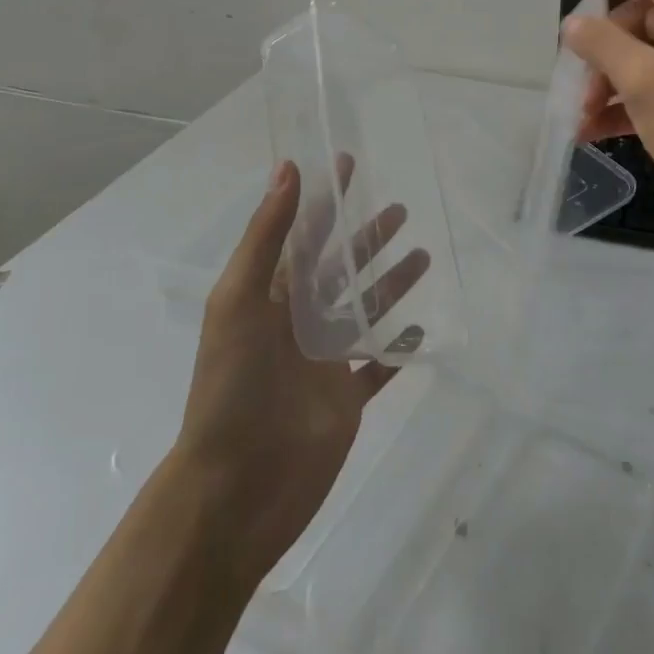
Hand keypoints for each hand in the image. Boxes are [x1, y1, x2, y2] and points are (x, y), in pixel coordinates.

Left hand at [173, 161, 426, 583]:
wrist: (234, 490)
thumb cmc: (231, 386)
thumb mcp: (239, 300)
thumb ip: (266, 235)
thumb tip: (288, 168)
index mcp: (270, 295)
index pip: (304, 233)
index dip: (326, 197)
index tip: (349, 163)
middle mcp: (298, 321)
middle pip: (341, 268)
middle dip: (368, 238)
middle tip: (401, 210)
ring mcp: (325, 361)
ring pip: (365, 310)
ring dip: (391, 284)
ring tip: (422, 257)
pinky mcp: (346, 400)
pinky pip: (379, 366)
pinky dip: (398, 347)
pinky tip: (421, 326)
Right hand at [561, 0, 653, 226]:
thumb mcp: (645, 80)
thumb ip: (603, 44)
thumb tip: (574, 25)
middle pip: (640, 23)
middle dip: (601, 49)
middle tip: (577, 82)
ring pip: (643, 64)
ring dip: (607, 85)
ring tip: (580, 117)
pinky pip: (653, 97)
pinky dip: (623, 110)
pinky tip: (593, 134)